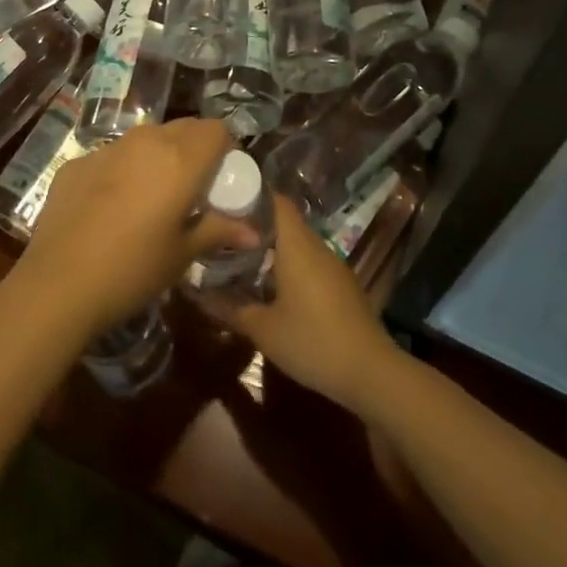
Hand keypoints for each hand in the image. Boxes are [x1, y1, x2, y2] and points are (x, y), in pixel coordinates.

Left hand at [16, 118, 253, 333]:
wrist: (58, 284)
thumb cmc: (133, 270)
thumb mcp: (182, 255)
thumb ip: (218, 231)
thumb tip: (253, 233)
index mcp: (180, 159)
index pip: (216, 129)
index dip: (225, 148)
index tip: (221, 178)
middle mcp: (146, 142)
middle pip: (183, 128)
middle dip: (194, 150)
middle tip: (192, 189)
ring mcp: (107, 148)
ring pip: (145, 139)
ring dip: (157, 157)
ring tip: (151, 197)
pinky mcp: (77, 162)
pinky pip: (112, 156)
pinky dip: (122, 171)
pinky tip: (110, 208)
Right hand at [210, 196, 402, 414]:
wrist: (371, 372)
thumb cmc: (312, 341)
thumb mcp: (263, 329)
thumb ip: (229, 308)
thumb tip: (195, 294)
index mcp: (297, 245)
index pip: (276, 201)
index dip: (252, 195)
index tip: (226, 200)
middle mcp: (316, 246)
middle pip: (286, 221)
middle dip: (257, 224)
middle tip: (225, 232)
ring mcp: (333, 265)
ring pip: (298, 243)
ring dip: (273, 246)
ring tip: (242, 257)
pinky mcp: (342, 285)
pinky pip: (311, 262)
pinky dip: (290, 265)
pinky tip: (273, 285)